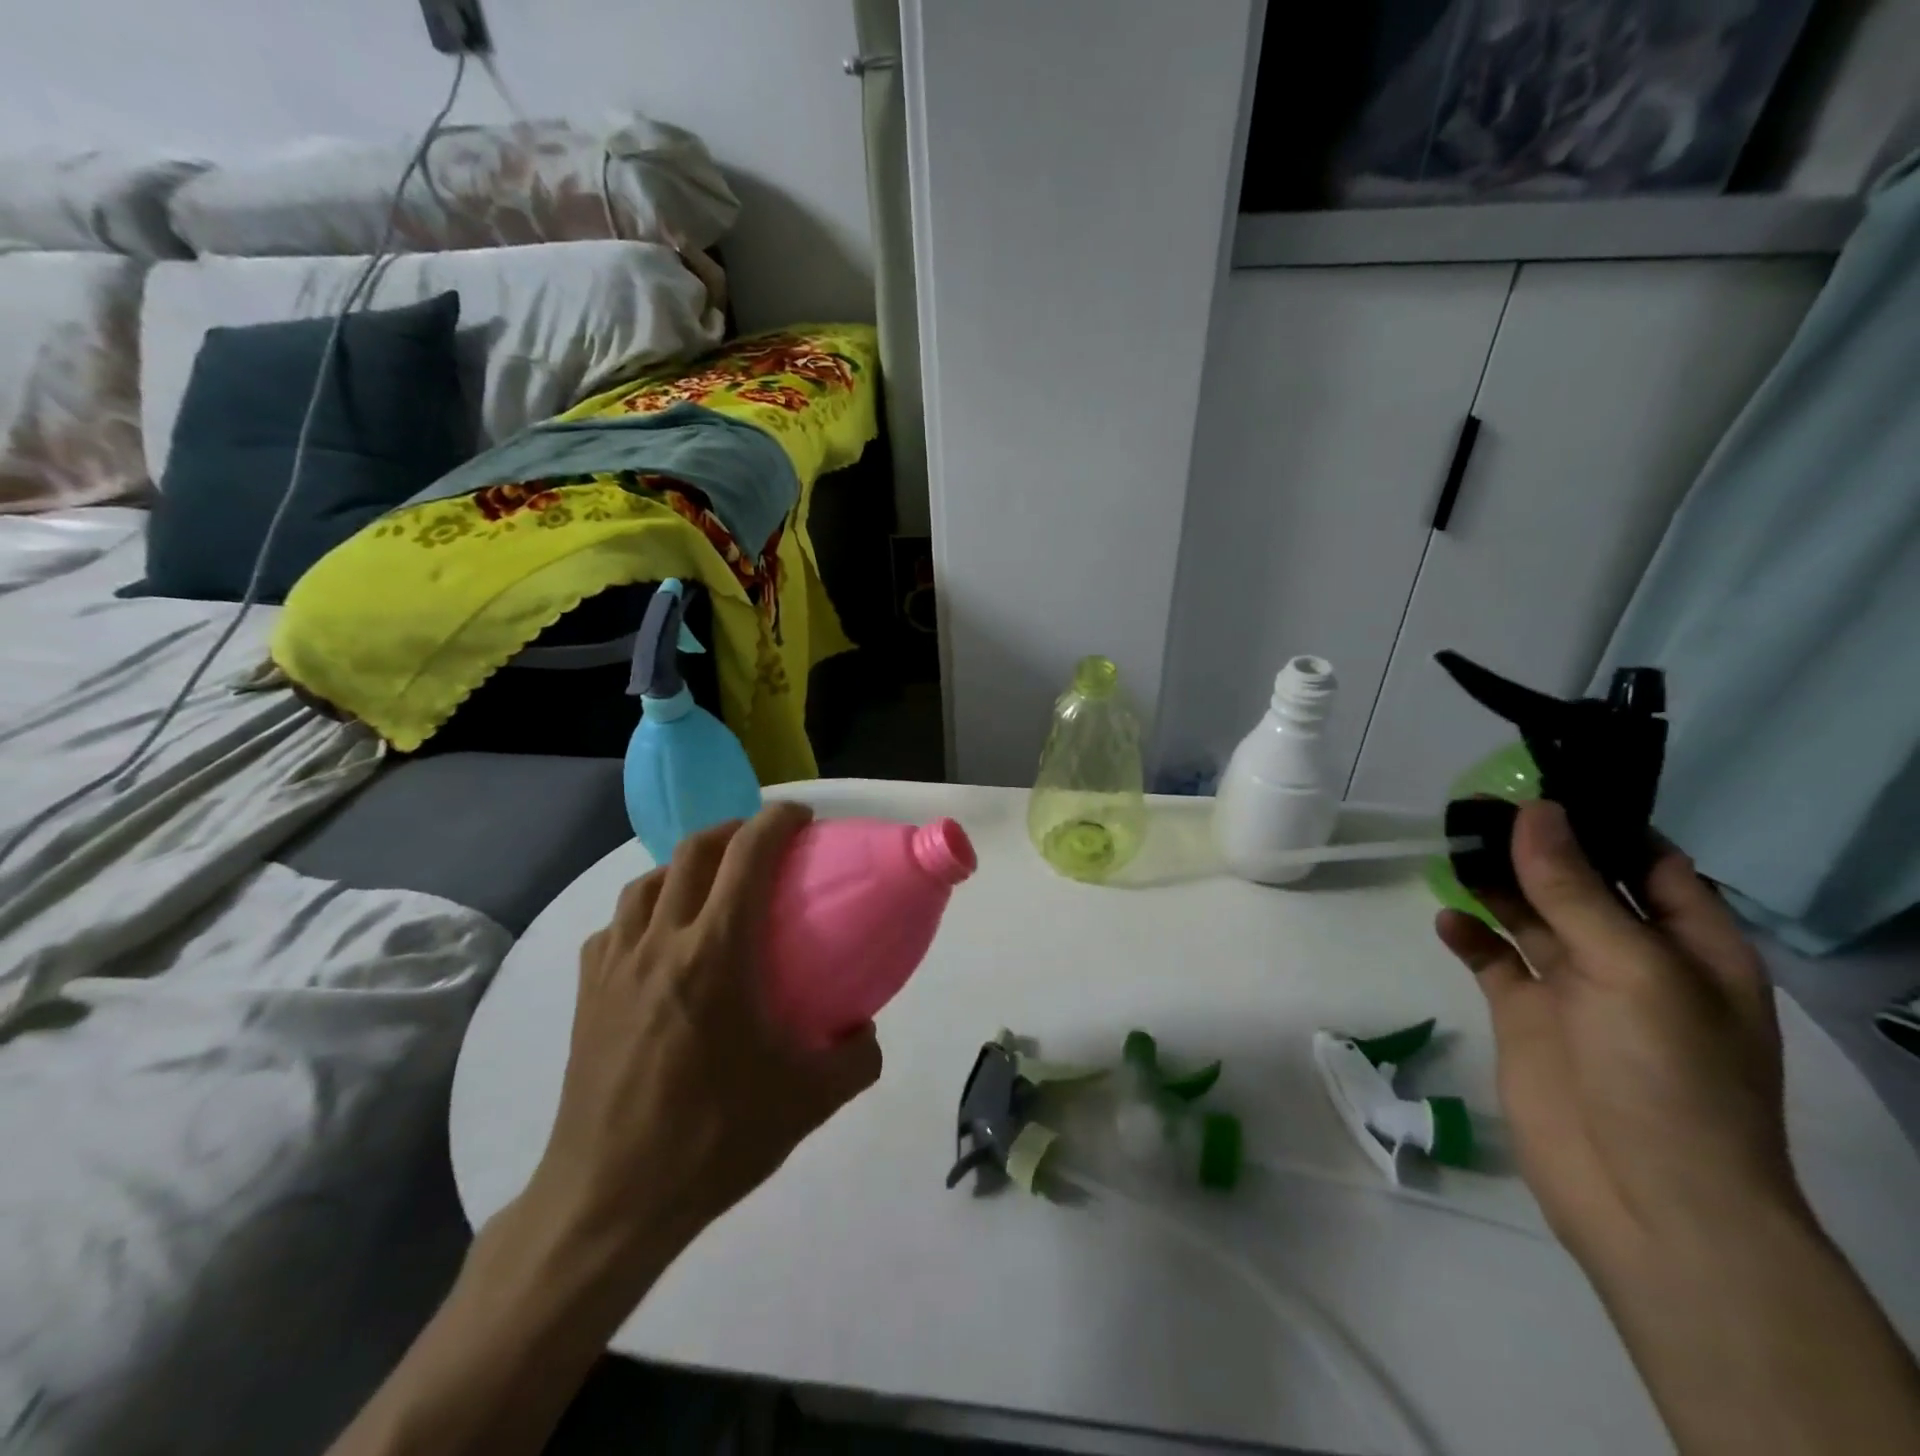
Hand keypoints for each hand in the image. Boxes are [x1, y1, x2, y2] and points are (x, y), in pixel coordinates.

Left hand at [524, 802, 881, 1296]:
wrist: (610, 1199)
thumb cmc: (713, 1139)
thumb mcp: (808, 1102)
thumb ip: (856, 1058)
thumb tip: (867, 1030)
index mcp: (716, 952)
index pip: (747, 855)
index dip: (776, 821)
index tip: (802, 817)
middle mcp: (661, 941)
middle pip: (693, 851)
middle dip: (733, 830)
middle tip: (763, 844)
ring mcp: (615, 964)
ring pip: (647, 882)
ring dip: (685, 866)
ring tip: (711, 887)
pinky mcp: (587, 993)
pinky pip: (617, 926)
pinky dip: (646, 912)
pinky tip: (660, 943)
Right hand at [1435, 800, 1801, 1276]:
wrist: (1645, 1198)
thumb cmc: (1666, 1076)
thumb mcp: (1632, 970)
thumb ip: (1575, 889)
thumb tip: (1537, 811)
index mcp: (1689, 947)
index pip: (1651, 864)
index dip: (1603, 823)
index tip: (1543, 782)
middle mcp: (1631, 959)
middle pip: (1578, 884)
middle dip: (1533, 845)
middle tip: (1475, 803)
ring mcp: (1573, 989)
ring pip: (1528, 916)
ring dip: (1494, 883)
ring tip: (1450, 845)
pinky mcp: (1525, 1016)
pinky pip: (1492, 961)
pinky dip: (1468, 936)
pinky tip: (1445, 919)